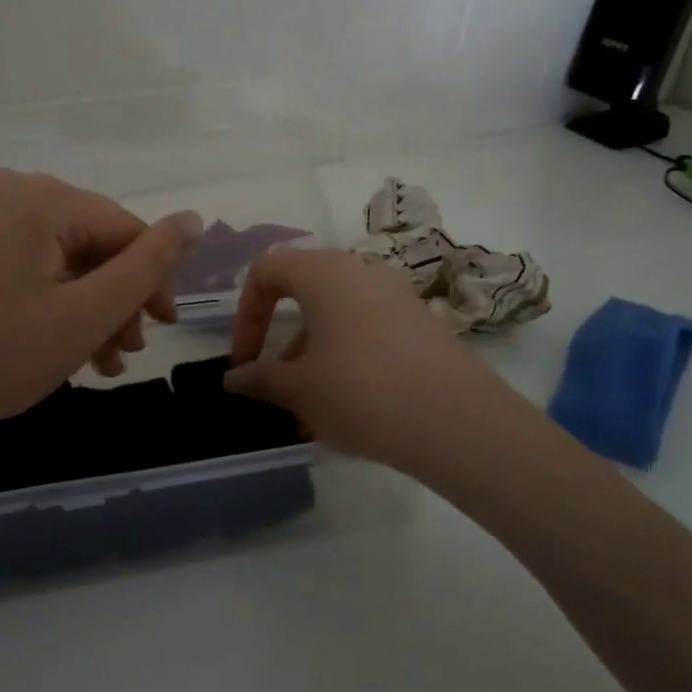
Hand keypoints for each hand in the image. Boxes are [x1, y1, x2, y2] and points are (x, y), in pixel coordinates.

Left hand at [0, 170, 201, 442]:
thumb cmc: (1, 354)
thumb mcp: (88, 312)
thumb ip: (148, 264)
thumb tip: (194, 218)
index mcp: (38, 196)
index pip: (123, 228)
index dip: (153, 278)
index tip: (164, 327)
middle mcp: (9, 192)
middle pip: (93, 243)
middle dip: (118, 300)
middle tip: (129, 351)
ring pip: (65, 258)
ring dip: (91, 308)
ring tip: (104, 361)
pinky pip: (32, 264)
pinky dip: (56, 301)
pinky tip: (70, 346)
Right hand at [223, 249, 519, 475]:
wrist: (457, 422)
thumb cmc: (360, 391)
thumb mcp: (299, 389)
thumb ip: (261, 378)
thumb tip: (234, 378)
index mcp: (325, 273)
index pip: (267, 270)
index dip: (245, 314)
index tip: (245, 360)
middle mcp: (363, 272)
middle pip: (306, 293)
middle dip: (284, 340)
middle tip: (280, 386)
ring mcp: (399, 297)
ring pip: (340, 316)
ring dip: (316, 355)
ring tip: (314, 410)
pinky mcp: (424, 325)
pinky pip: (371, 332)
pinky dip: (350, 359)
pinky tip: (353, 408)